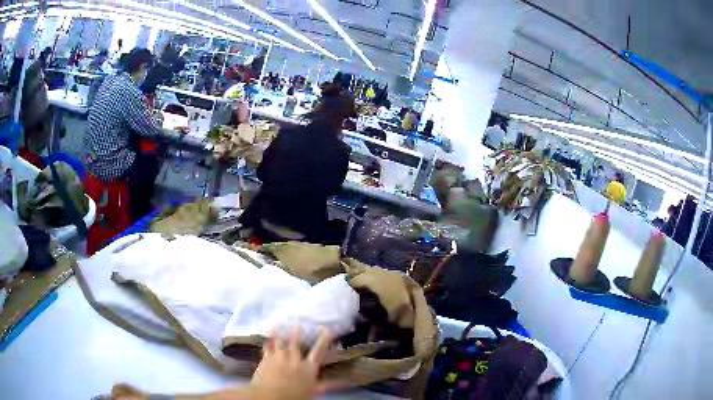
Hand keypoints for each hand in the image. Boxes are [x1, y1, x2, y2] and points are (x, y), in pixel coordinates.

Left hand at [248, 326, 333, 399]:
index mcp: (308, 368)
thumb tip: (341, 384)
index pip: (319, 351)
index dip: (324, 340)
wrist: (270, 396)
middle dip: (298, 330)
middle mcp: (294, 359)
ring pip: (281, 341)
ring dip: (281, 331)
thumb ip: (323, 386)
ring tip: (280, 321)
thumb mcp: (312, 392)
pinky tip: (268, 334)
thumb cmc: (294, 397)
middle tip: (298, 318)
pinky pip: (268, 347)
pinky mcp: (266, 359)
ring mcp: (279, 358)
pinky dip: (269, 340)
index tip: (329, 329)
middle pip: (296, 342)